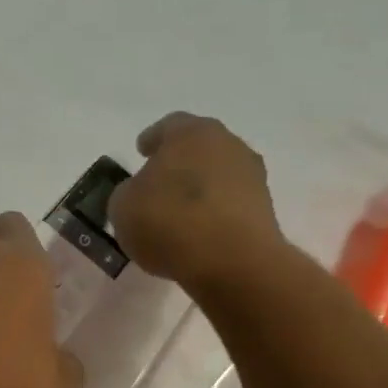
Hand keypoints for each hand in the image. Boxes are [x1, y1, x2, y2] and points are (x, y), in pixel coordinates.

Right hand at [108, 113, 283, 291]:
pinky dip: (215, 213)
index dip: (152, 139)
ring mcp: (251, 176)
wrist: (231, 261)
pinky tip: (199, 232)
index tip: (141, 151)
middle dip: (179, 162)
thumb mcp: (123, 207)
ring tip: (179, 214)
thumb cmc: (169, 222)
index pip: (168, 126)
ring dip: (200, 189)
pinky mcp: (264, 209)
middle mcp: (227, 144)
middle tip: (160, 182)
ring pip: (218, 175)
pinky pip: (230, 204)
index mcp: (190, 133)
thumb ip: (127, 193)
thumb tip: (138, 194)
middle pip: (199, 147)